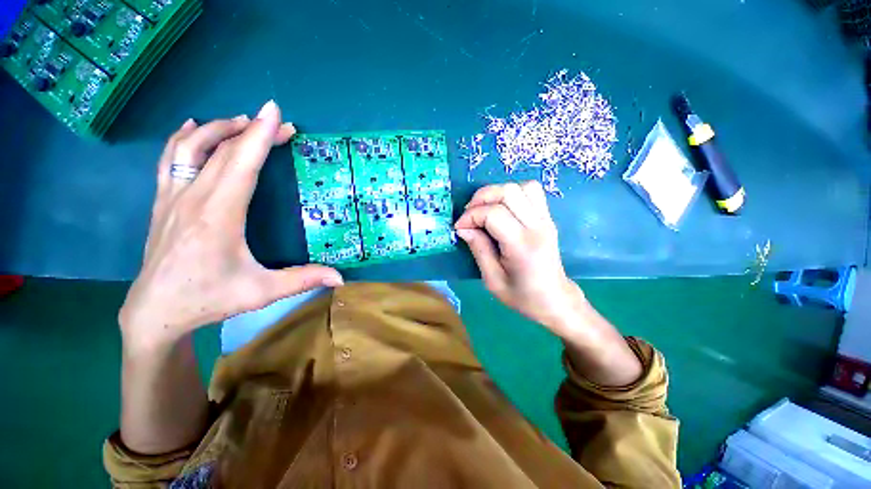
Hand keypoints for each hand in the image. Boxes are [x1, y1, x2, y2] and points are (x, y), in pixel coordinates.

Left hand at [119, 101, 342, 347]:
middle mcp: (193, 198)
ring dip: (218, 129)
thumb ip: (303, 279)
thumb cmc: (209, 299)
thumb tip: (341, 278)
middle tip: (280, 125)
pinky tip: (194, 127)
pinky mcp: (162, 201)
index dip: (260, 136)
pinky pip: (170, 158)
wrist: (155, 311)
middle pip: (223, 151)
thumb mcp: (262, 292)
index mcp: (218, 216)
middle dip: (253, 132)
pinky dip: (184, 137)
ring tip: (242, 121)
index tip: (275, 112)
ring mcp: (172, 197)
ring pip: (190, 147)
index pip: (241, 164)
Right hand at [454, 181, 584, 335]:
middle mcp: (537, 227)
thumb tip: (463, 228)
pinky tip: (502, 208)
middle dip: (481, 198)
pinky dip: (512, 193)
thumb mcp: (492, 279)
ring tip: (485, 209)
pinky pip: (531, 191)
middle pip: (508, 192)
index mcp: (522, 246)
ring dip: (497, 193)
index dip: (471, 216)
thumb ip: (478, 249)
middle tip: (469, 215)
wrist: (554, 299)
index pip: (493, 214)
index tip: (459, 228)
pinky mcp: (547, 218)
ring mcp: (546, 219)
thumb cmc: (522, 295)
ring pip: (521, 187)